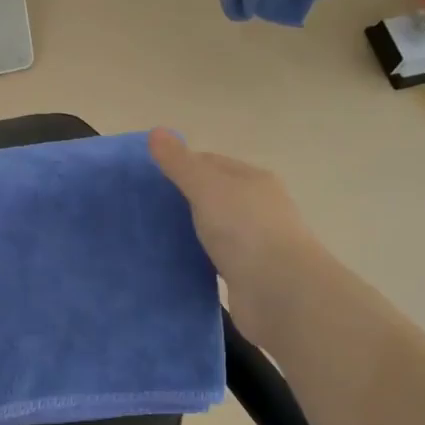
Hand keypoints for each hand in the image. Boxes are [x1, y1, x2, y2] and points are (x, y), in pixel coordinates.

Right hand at [149, 127, 319, 340]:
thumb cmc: (246, 230)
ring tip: (152, 235)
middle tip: (143, 208)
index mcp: (253, 180)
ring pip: (214, 229)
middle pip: (213, 196)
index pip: (210, 163)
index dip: (179, 166)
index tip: (146, 178)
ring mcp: (255, 243)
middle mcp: (258, 207)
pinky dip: (197, 258)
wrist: (281, 294)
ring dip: (190, 230)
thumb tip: (156, 131)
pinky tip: (174, 262)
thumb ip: (180, 163)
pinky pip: (215, 259)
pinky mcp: (247, 275)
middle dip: (182, 199)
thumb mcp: (207, 187)